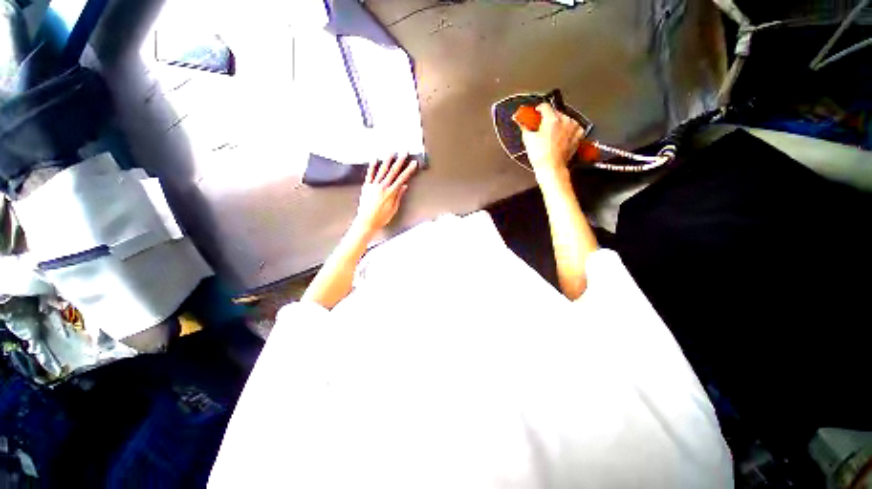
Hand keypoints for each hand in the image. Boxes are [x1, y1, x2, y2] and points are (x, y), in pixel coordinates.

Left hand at [353, 154, 417, 234]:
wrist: (366, 221)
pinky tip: (375, 159)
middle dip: (400, 161)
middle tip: (404, 153)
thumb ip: (398, 196)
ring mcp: (374, 186)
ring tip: (392, 152)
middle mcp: (382, 187)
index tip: (413, 163)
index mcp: (391, 193)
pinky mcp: (366, 187)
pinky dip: (372, 166)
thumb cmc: (381, 217)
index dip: (408, 170)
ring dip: (387, 160)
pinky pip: (370, 174)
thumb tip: (404, 187)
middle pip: (393, 171)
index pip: (402, 178)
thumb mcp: (393, 208)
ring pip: (382, 170)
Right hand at [519, 103, 584, 178]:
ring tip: (551, 133)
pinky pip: (573, 127)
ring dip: (558, 123)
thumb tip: (521, 121)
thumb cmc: (540, 155)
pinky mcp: (578, 135)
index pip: (545, 106)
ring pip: (565, 119)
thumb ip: (524, 126)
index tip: (536, 112)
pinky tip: (562, 135)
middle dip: (548, 117)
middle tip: (541, 126)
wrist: (552, 167)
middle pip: (555, 112)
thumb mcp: (528, 139)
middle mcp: (565, 120)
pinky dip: (568, 129)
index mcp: (552, 119)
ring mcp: (573, 127)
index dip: (538, 109)